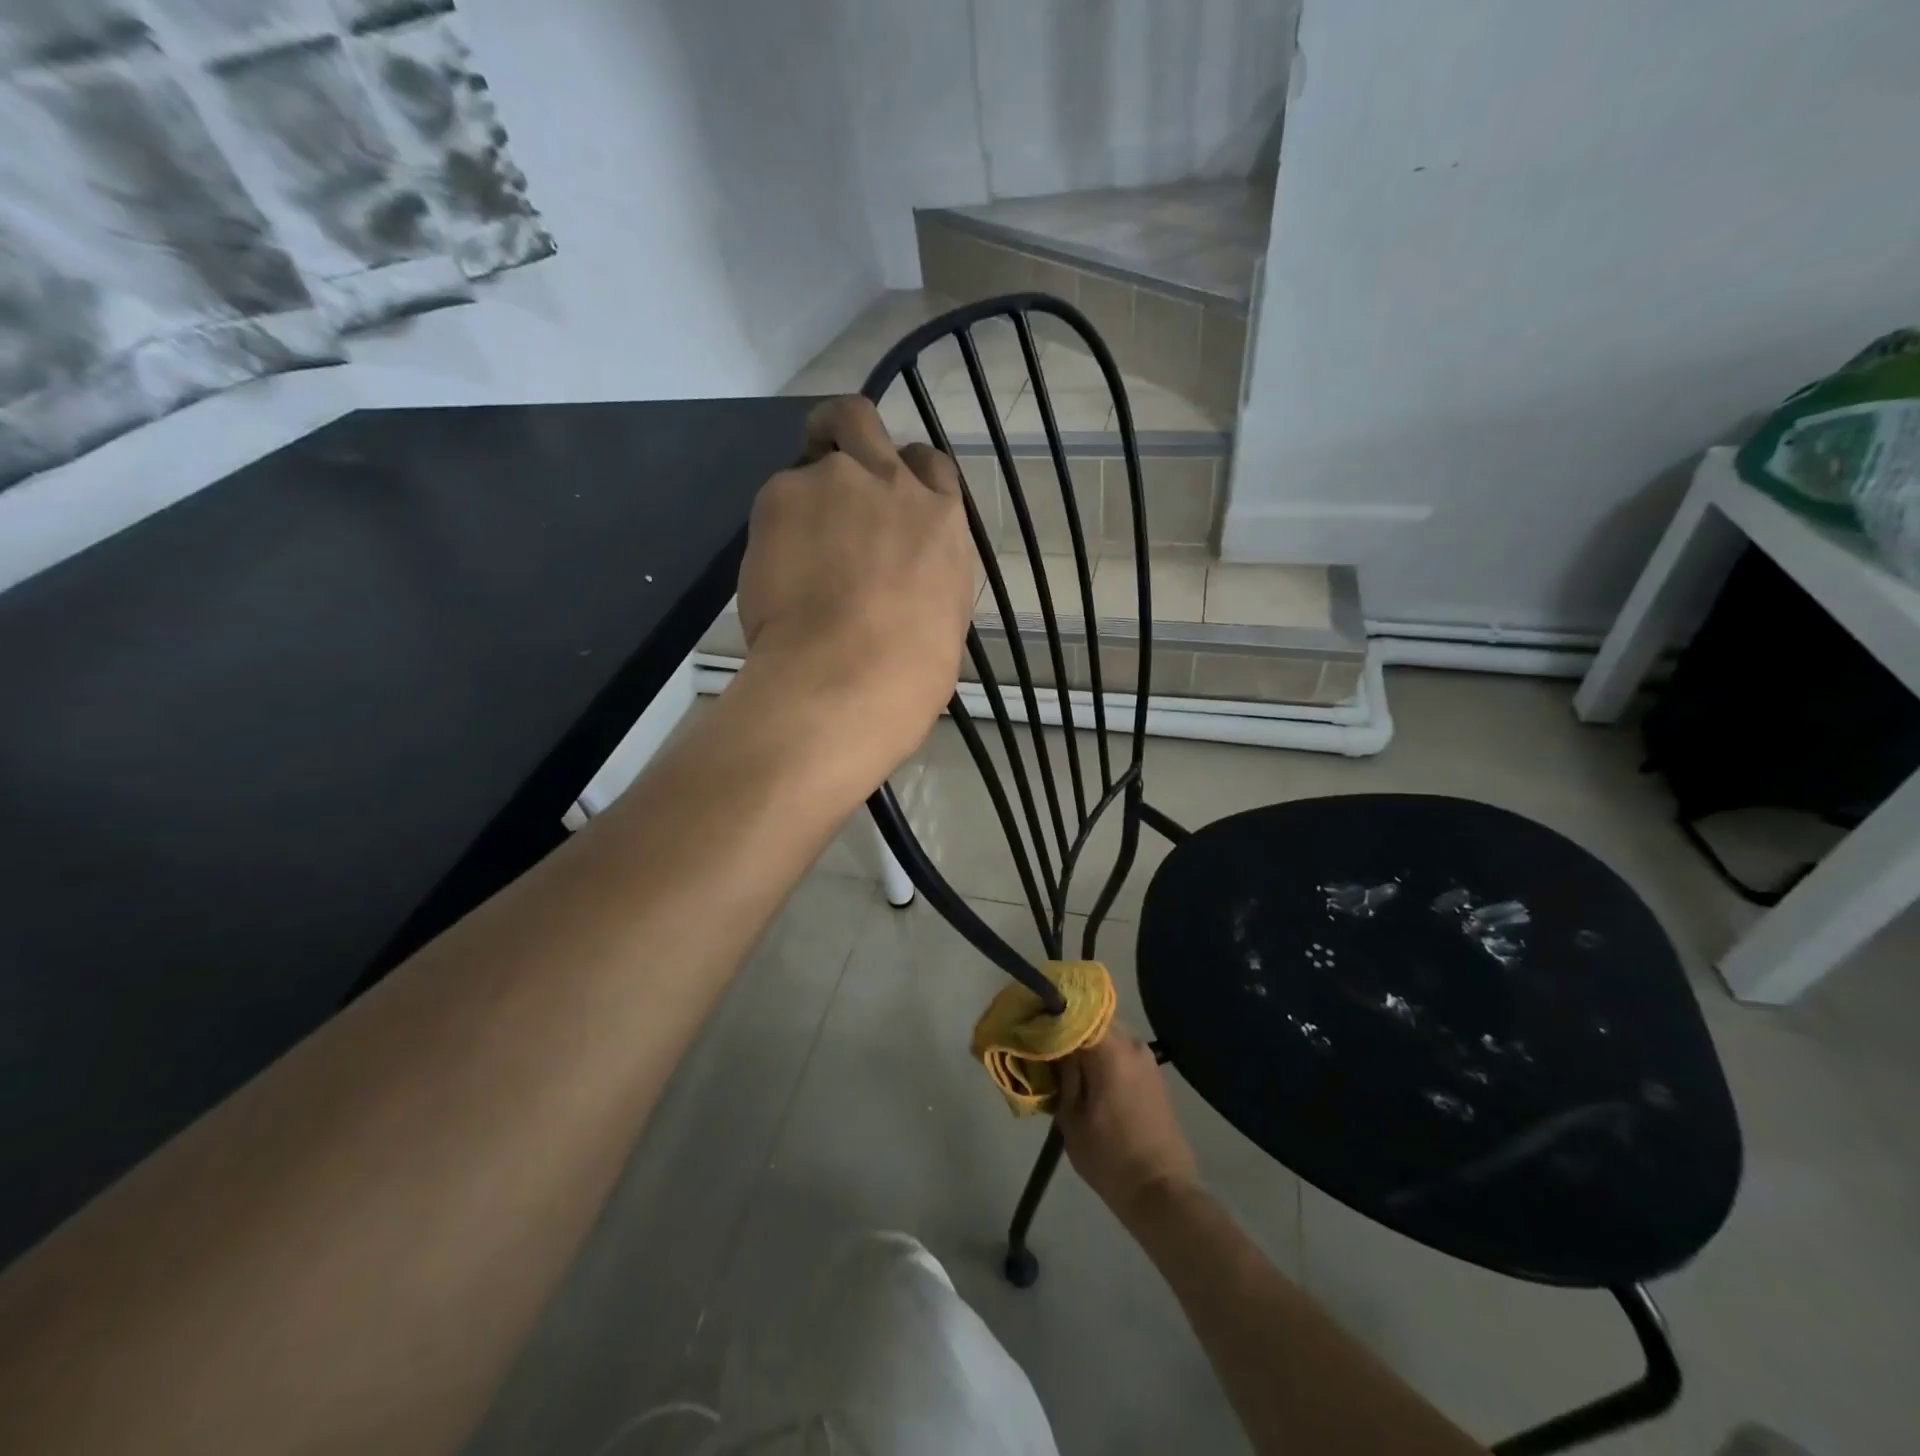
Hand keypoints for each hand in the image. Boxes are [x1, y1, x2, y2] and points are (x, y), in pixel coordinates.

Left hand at [736, 397, 974, 779]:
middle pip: (862, 419)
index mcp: (942, 519)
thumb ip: (926, 572)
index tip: (888, 496)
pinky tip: (775, 571)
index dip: (904, 475)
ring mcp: (836, 481)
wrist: (848, 676)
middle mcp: (892, 483)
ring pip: (811, 456)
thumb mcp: (945, 615)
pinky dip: (775, 527)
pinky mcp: (782, 494)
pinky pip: (776, 499)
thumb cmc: (910, 669)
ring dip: (804, 490)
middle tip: (826, 464)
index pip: (929, 464)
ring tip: (793, 545)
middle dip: (844, 431)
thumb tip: (904, 574)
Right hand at [1056, 1026, 1198, 1227]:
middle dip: (1068, 1029)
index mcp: (1108, 1048)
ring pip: (1107, 1035)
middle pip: (1092, 1020)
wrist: (1162, 1191)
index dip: (1049, 1017)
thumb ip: (1061, 1074)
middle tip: (1045, 1046)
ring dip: (1087, 1044)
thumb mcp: (1071, 1117)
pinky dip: (1104, 1057)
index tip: (1031, 1026)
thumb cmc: (1109, 1156)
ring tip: (1064, 1064)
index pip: (1073, 1013)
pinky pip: (1122, 1052)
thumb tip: (1052, 1047)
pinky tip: (1089, 1077)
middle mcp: (1131, 1043)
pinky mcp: (1154, 1075)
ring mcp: (1146, 1058)